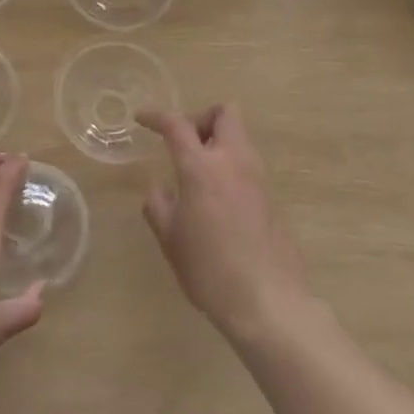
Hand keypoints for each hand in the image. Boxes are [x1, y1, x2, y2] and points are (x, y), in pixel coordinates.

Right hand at [138, 105, 313, 341]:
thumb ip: (159, 204)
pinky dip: (230, 167)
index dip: (156, 116)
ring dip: (217, 142)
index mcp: (202, 167)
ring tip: (196, 174)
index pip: (177, 124)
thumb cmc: (209, 268)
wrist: (268, 300)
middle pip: (224, 113)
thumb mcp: (170, 238)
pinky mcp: (271, 197)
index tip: (142, 119)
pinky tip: (216, 200)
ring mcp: (258, 177)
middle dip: (200, 118)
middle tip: (183, 143)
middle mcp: (234, 161)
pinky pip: (248, 164)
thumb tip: (160, 188)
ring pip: (239, 137)